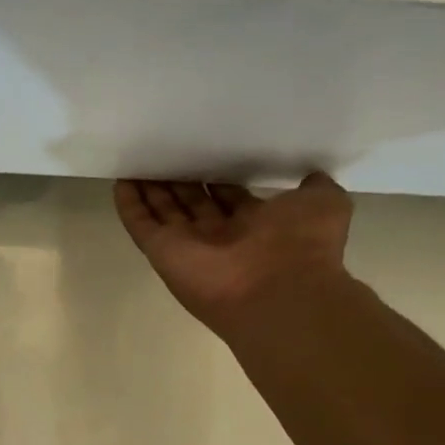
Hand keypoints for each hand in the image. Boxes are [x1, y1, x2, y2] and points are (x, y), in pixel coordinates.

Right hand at [114, 174, 354, 334]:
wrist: (280, 292)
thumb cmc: (302, 245)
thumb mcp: (324, 204)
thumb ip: (315, 189)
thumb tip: (312, 177)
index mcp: (256, 226)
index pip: (229, 197)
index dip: (217, 179)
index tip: (205, 155)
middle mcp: (221, 237)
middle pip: (192, 203)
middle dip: (179, 180)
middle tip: (165, 152)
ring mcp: (189, 246)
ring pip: (164, 212)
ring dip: (151, 189)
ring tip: (138, 160)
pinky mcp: (163, 252)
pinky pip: (141, 225)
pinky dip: (130, 205)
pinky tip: (120, 181)